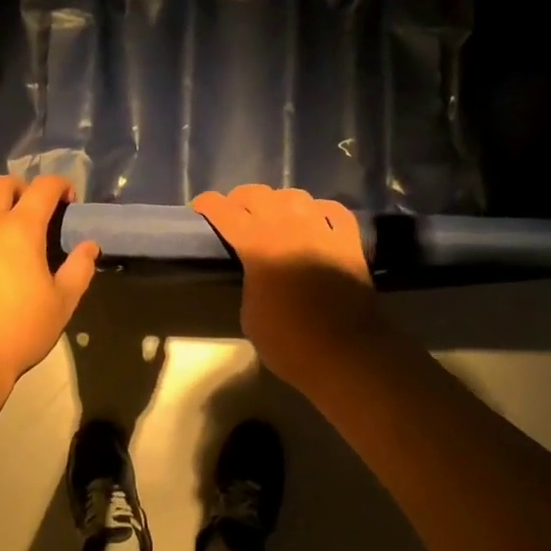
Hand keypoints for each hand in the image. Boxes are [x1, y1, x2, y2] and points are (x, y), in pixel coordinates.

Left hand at [0, 175, 98, 390]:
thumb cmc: (19, 331)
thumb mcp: (62, 304)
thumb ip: (79, 269)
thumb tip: (89, 246)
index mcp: (21, 229)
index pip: (43, 189)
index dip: (59, 185)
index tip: (68, 200)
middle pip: (1, 184)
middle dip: (21, 186)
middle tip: (31, 205)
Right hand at [191, 185, 380, 390]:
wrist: (346, 355)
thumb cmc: (289, 343)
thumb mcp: (250, 315)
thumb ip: (250, 281)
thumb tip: (258, 271)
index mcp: (257, 245)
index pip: (225, 211)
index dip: (209, 205)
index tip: (200, 208)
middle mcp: (289, 226)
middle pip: (258, 194)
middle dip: (240, 199)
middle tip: (234, 213)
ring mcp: (322, 230)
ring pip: (295, 196)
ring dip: (278, 201)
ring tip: (273, 216)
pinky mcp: (349, 241)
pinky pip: (333, 210)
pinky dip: (318, 210)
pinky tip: (314, 219)